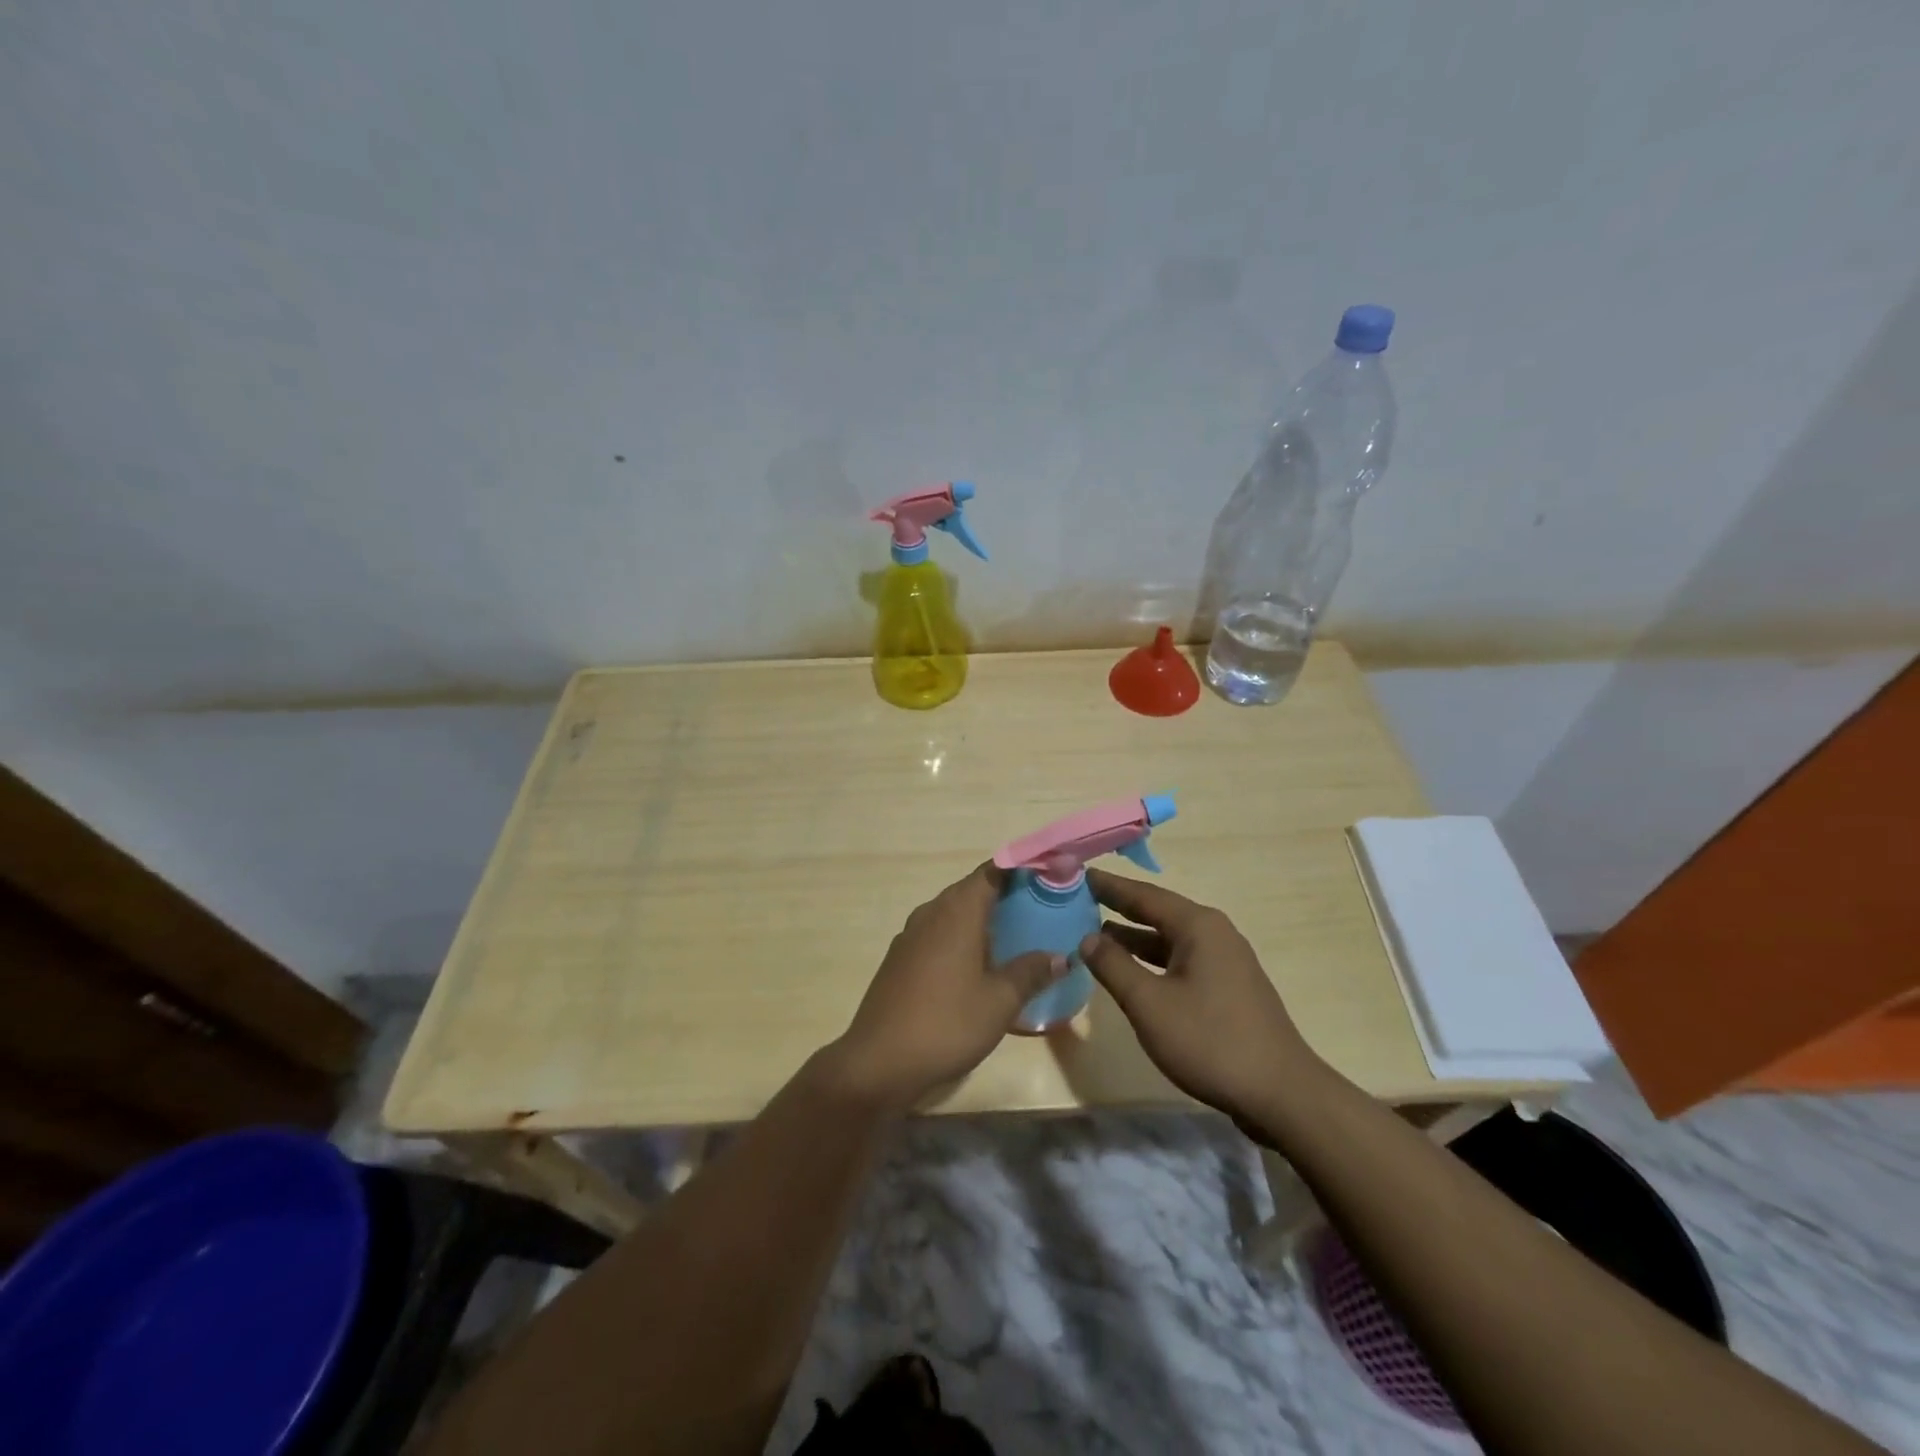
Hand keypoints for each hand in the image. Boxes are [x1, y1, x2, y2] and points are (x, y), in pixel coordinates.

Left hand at [828, 864, 1065, 1110]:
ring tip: (1016, 936)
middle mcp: (931, 912)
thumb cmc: (947, 1023)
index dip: (1021, 868)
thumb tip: (1061, 956)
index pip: (992, 872)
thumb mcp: (1000, 1001)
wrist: (878, 1062)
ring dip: (982, 918)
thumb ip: (1031, 972)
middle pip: (972, 890)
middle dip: (1005, 894)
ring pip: (953, 913)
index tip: (1048, 874)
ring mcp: (910, 935)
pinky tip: (978, 966)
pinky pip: (938, 934)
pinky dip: (961, 938)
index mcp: (957, 911)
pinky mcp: (900, 959)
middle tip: (1041, 908)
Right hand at [1079, 868, 1323, 1128]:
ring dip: (1134, 938)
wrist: (1281, 1094)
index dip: (1109, 886)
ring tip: (1095, 936)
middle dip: (1119, 908)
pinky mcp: (1230, 987)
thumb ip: (1113, 966)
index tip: (1079, 875)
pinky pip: (1182, 960)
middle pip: (1158, 912)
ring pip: (1169, 939)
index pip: (1144, 895)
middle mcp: (1215, 933)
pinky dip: (1153, 959)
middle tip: (1080, 901)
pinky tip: (1133, 973)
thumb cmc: (1210, 1041)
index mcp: (1198, 926)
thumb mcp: (1149, 1004)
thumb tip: (1087, 938)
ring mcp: (1226, 961)